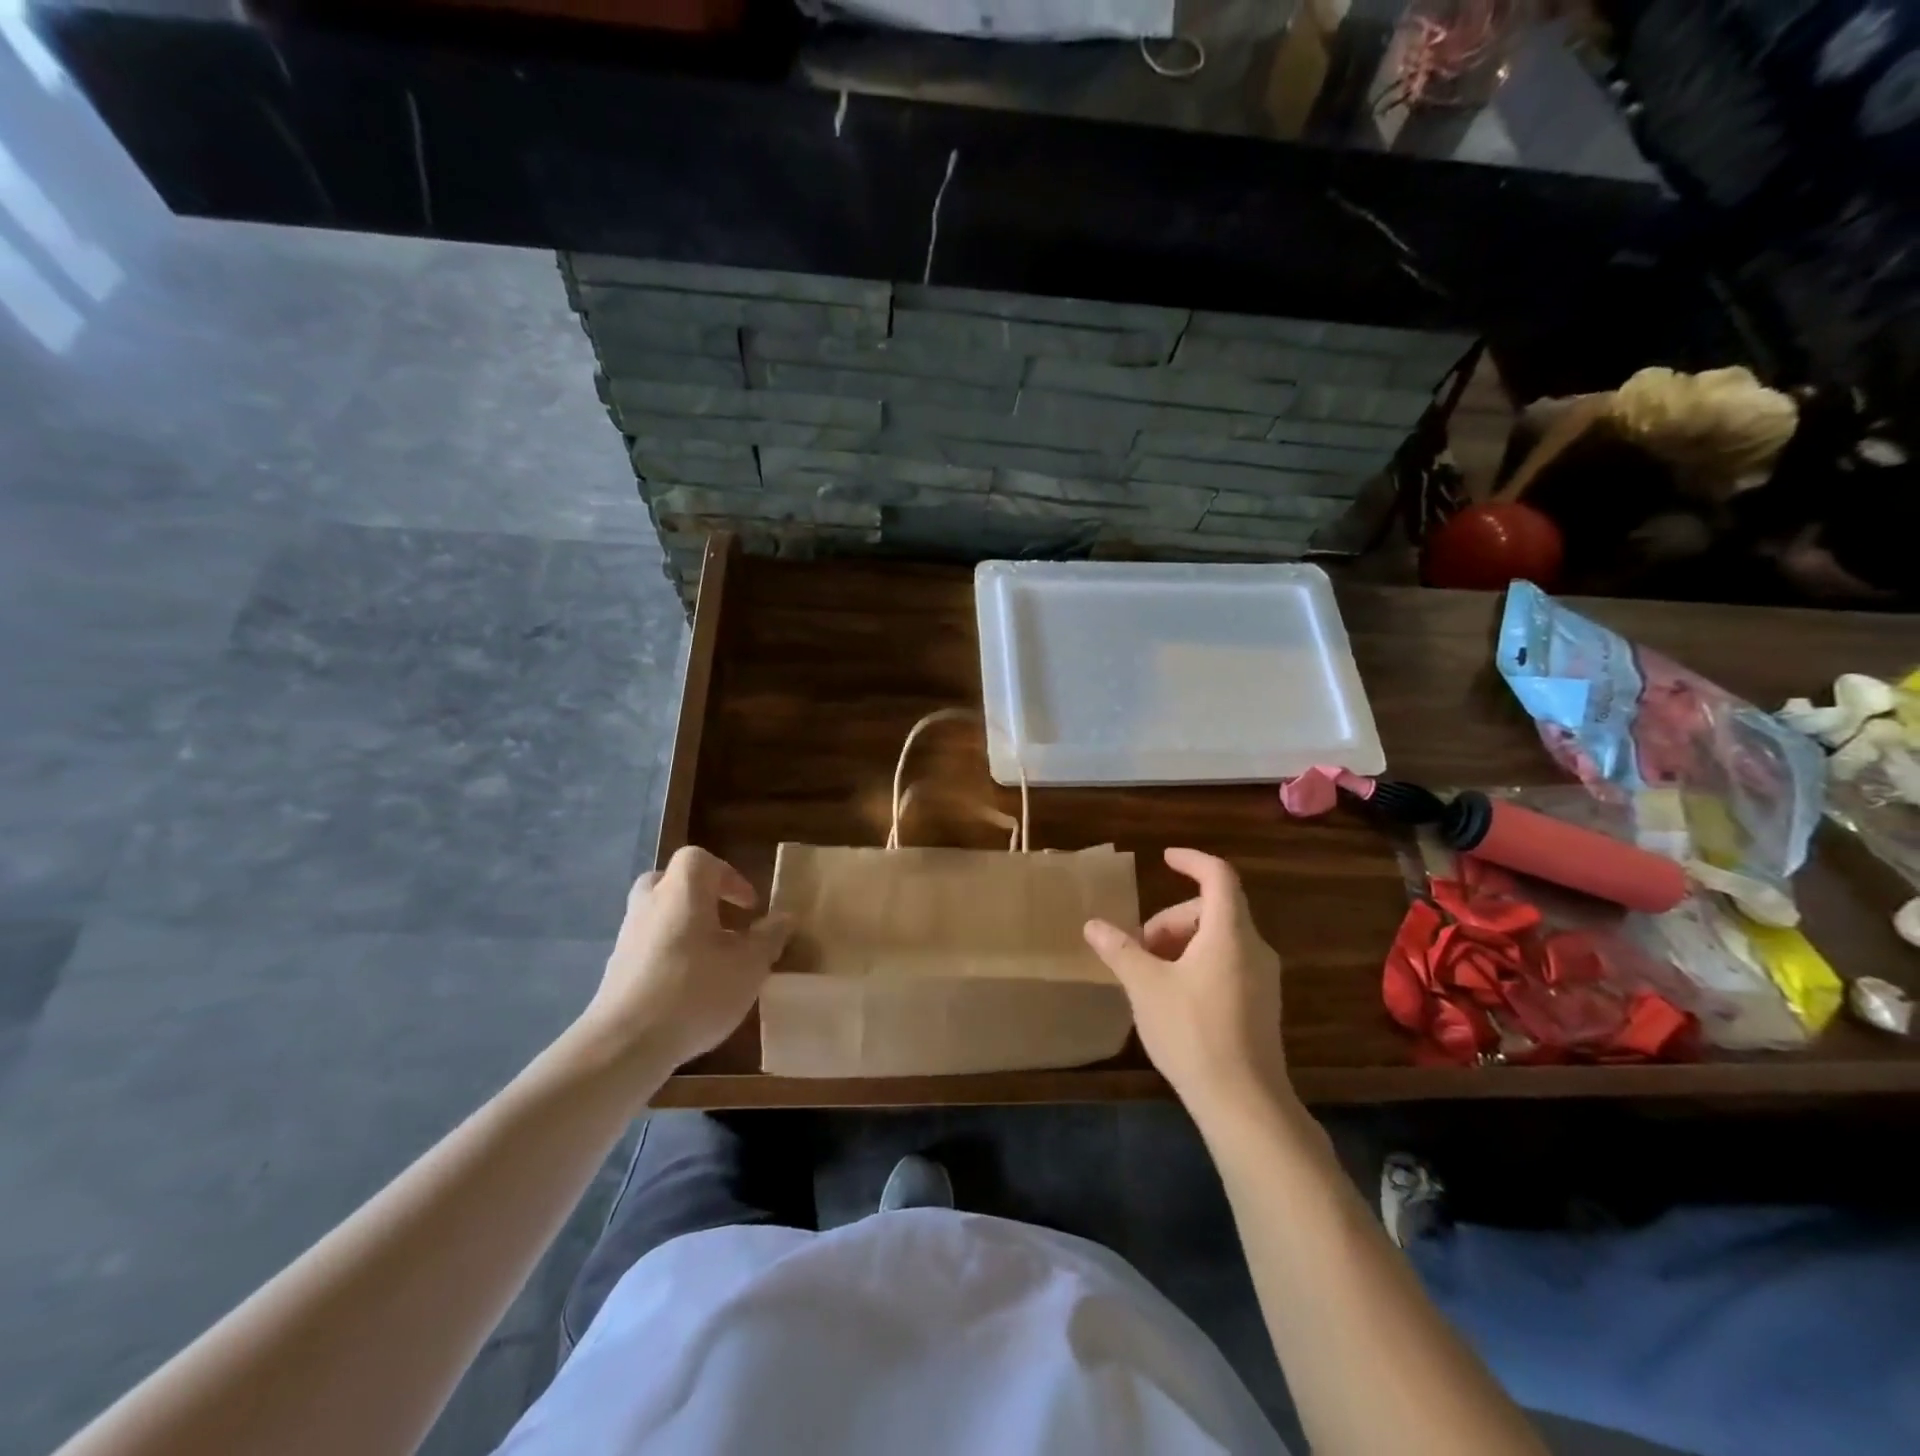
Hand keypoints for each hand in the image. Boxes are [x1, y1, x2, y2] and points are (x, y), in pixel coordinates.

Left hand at [575, 847, 791, 1071]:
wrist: (624, 1045)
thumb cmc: (695, 991)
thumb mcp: (749, 966)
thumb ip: (769, 938)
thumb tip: (784, 918)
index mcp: (682, 891)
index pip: (701, 860)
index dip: (730, 877)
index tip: (750, 907)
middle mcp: (650, 904)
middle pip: (671, 882)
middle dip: (699, 897)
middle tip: (724, 921)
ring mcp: (627, 937)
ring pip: (658, 915)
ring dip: (684, 927)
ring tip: (712, 959)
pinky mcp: (616, 970)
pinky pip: (647, 946)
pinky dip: (668, 954)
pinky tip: (687, 987)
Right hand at [1084, 848, 1289, 1116]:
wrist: (1244, 1103)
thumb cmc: (1192, 1032)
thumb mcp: (1145, 986)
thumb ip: (1120, 949)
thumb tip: (1093, 925)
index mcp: (1229, 933)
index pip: (1219, 876)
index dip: (1192, 861)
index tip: (1164, 859)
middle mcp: (1254, 948)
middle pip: (1213, 909)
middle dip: (1171, 919)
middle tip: (1139, 947)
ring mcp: (1263, 979)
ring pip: (1220, 939)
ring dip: (1182, 943)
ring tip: (1151, 974)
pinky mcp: (1262, 1005)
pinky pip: (1228, 963)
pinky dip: (1198, 963)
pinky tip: (1173, 997)